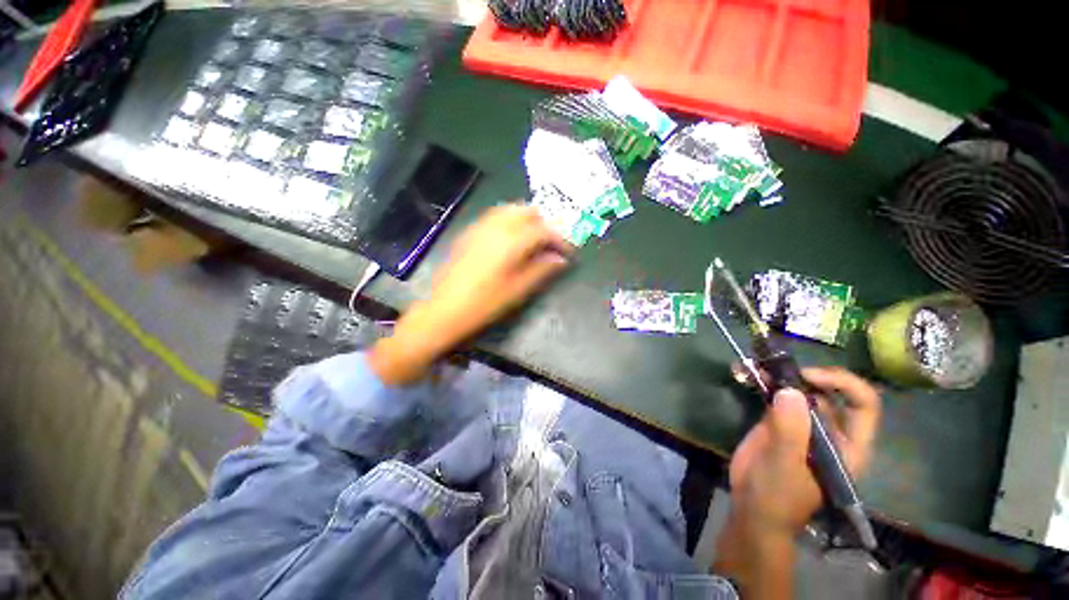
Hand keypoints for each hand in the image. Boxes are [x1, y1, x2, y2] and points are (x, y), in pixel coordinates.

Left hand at [369, 204, 572, 384]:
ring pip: (509, 210)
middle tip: (551, 244)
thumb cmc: (485, 304)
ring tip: (534, 239)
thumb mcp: (518, 290)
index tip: (568, 252)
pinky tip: (511, 238)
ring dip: (526, 220)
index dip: (559, 240)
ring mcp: (479, 227)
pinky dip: (509, 221)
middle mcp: (495, 227)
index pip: (543, 231)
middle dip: (543, 224)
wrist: (444, 310)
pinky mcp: (469, 233)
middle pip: (526, 212)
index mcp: (510, 242)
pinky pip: (494, 217)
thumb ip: (541, 270)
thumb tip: (560, 259)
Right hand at [714, 367, 880, 597]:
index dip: (842, 384)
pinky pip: (773, 394)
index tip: (808, 377)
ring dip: (778, 373)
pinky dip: (760, 380)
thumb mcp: (785, 466)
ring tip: (755, 365)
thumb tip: (790, 390)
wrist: (752, 506)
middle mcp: (829, 430)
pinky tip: (743, 372)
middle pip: (828, 391)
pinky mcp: (777, 420)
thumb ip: (790, 431)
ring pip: (798, 389)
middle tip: (775, 366)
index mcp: (847, 445)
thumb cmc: (778, 495)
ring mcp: (802, 423)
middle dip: (805, 374)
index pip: (862, 405)